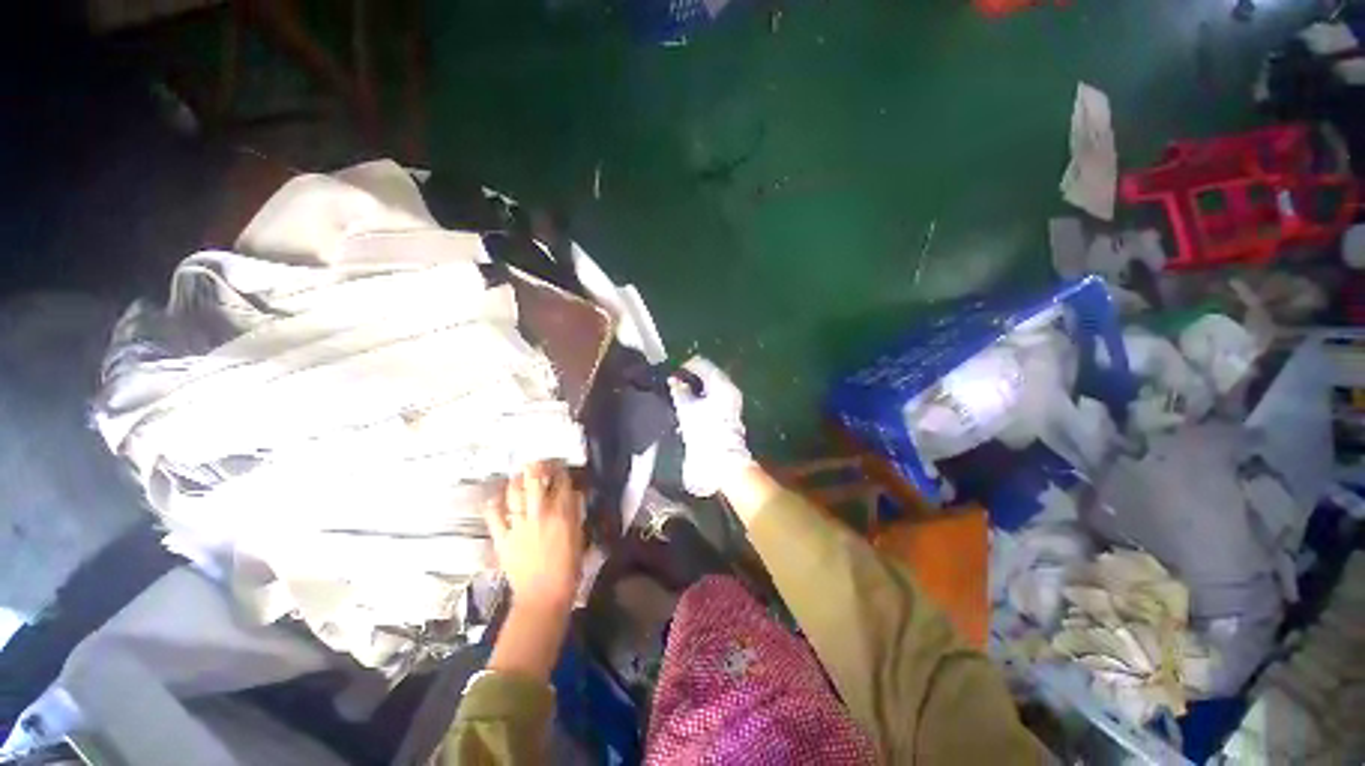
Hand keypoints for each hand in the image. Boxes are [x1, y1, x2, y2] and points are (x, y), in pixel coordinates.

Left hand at [484, 461, 584, 613]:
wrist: (543, 596)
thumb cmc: (568, 569)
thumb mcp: (580, 538)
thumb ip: (575, 514)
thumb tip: (572, 496)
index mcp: (563, 514)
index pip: (562, 483)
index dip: (561, 471)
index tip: (560, 467)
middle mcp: (540, 514)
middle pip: (535, 480)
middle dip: (537, 467)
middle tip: (537, 462)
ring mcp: (519, 524)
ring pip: (514, 492)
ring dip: (516, 479)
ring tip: (519, 474)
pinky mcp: (503, 537)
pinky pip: (494, 515)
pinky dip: (494, 503)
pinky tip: (497, 497)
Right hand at [669, 357, 754, 496]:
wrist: (722, 460)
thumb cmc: (704, 432)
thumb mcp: (687, 409)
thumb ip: (680, 391)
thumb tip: (674, 380)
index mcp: (721, 384)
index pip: (702, 364)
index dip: (686, 366)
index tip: (672, 372)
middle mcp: (729, 389)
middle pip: (708, 375)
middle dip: (691, 378)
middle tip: (674, 383)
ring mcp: (732, 402)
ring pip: (711, 388)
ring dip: (696, 389)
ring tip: (680, 395)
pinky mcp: (729, 414)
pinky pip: (714, 399)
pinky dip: (702, 399)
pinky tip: (691, 406)